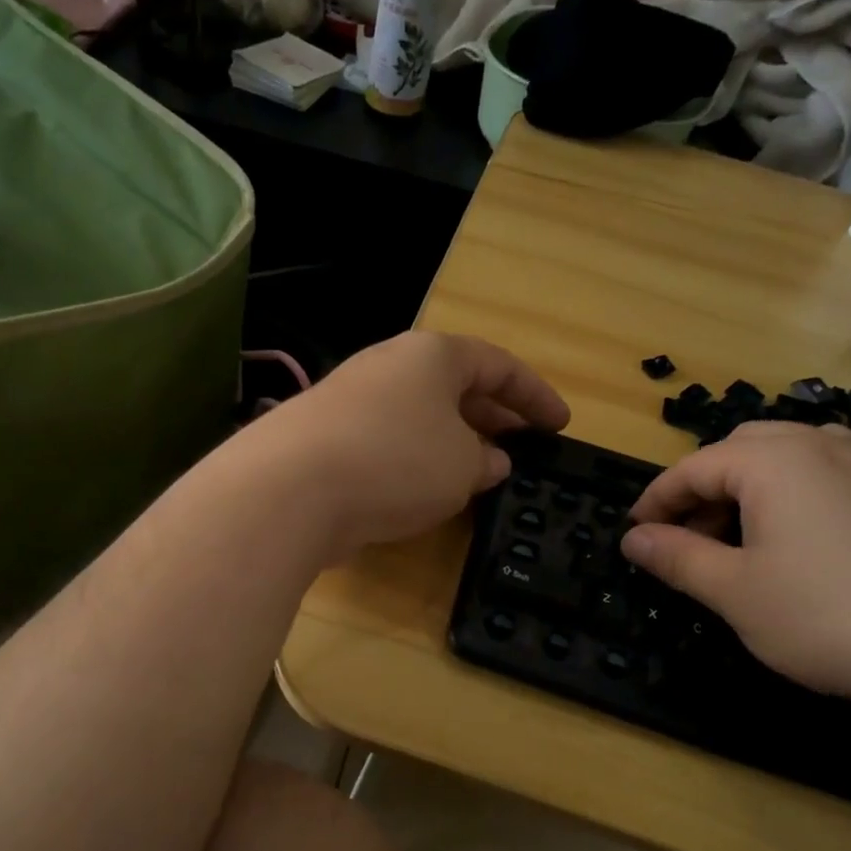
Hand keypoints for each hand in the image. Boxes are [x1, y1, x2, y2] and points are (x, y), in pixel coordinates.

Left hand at [256, 332, 568, 557]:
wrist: (290, 489)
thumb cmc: (397, 461)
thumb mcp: (462, 466)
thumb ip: (485, 462)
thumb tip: (490, 461)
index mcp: (431, 356)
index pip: (497, 365)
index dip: (534, 396)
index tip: (560, 425)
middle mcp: (389, 368)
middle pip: (454, 388)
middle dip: (492, 418)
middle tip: (521, 449)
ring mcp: (351, 402)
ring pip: (418, 418)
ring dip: (452, 444)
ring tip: (477, 476)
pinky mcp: (325, 440)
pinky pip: (387, 444)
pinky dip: (414, 463)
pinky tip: (423, 494)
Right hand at [620, 422, 850, 717]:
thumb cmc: (834, 615)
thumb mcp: (737, 593)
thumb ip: (678, 559)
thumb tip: (634, 539)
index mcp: (774, 460)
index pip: (692, 467)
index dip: (655, 501)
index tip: (635, 536)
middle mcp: (824, 444)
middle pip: (741, 450)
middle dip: (703, 490)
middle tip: (687, 539)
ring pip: (791, 458)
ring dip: (750, 491)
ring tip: (742, 544)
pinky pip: (832, 476)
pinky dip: (796, 499)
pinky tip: (803, 548)